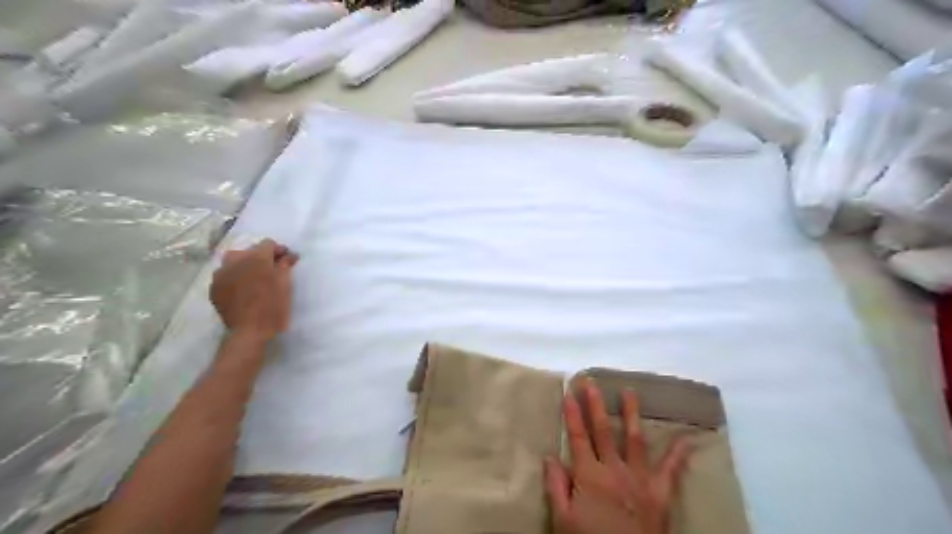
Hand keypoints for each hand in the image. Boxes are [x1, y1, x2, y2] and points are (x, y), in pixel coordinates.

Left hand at [209, 239, 297, 341]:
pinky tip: (242, 289)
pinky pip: (225, 275)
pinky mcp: (214, 288)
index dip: (279, 250)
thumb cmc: (273, 306)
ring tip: (254, 277)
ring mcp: (221, 274)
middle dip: (261, 257)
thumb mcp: (286, 284)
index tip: (287, 260)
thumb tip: (289, 255)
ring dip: (245, 265)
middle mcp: (235, 261)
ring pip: (233, 261)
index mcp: (256, 257)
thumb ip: (285, 265)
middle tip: (272, 269)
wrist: (250, 331)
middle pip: (249, 250)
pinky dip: (234, 277)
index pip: (268, 244)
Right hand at [542, 379, 693, 532]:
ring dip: (631, 413)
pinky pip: (671, 470)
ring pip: (634, 439)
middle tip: (591, 382)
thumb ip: (556, 487)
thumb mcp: (563, 521)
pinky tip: (688, 437)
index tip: (568, 392)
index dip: (572, 414)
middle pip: (603, 431)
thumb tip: (550, 456)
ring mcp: (639, 478)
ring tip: (630, 391)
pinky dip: (680, 453)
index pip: (578, 437)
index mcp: (589, 476)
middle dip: (595, 404)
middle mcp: (614, 470)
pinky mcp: (660, 492)